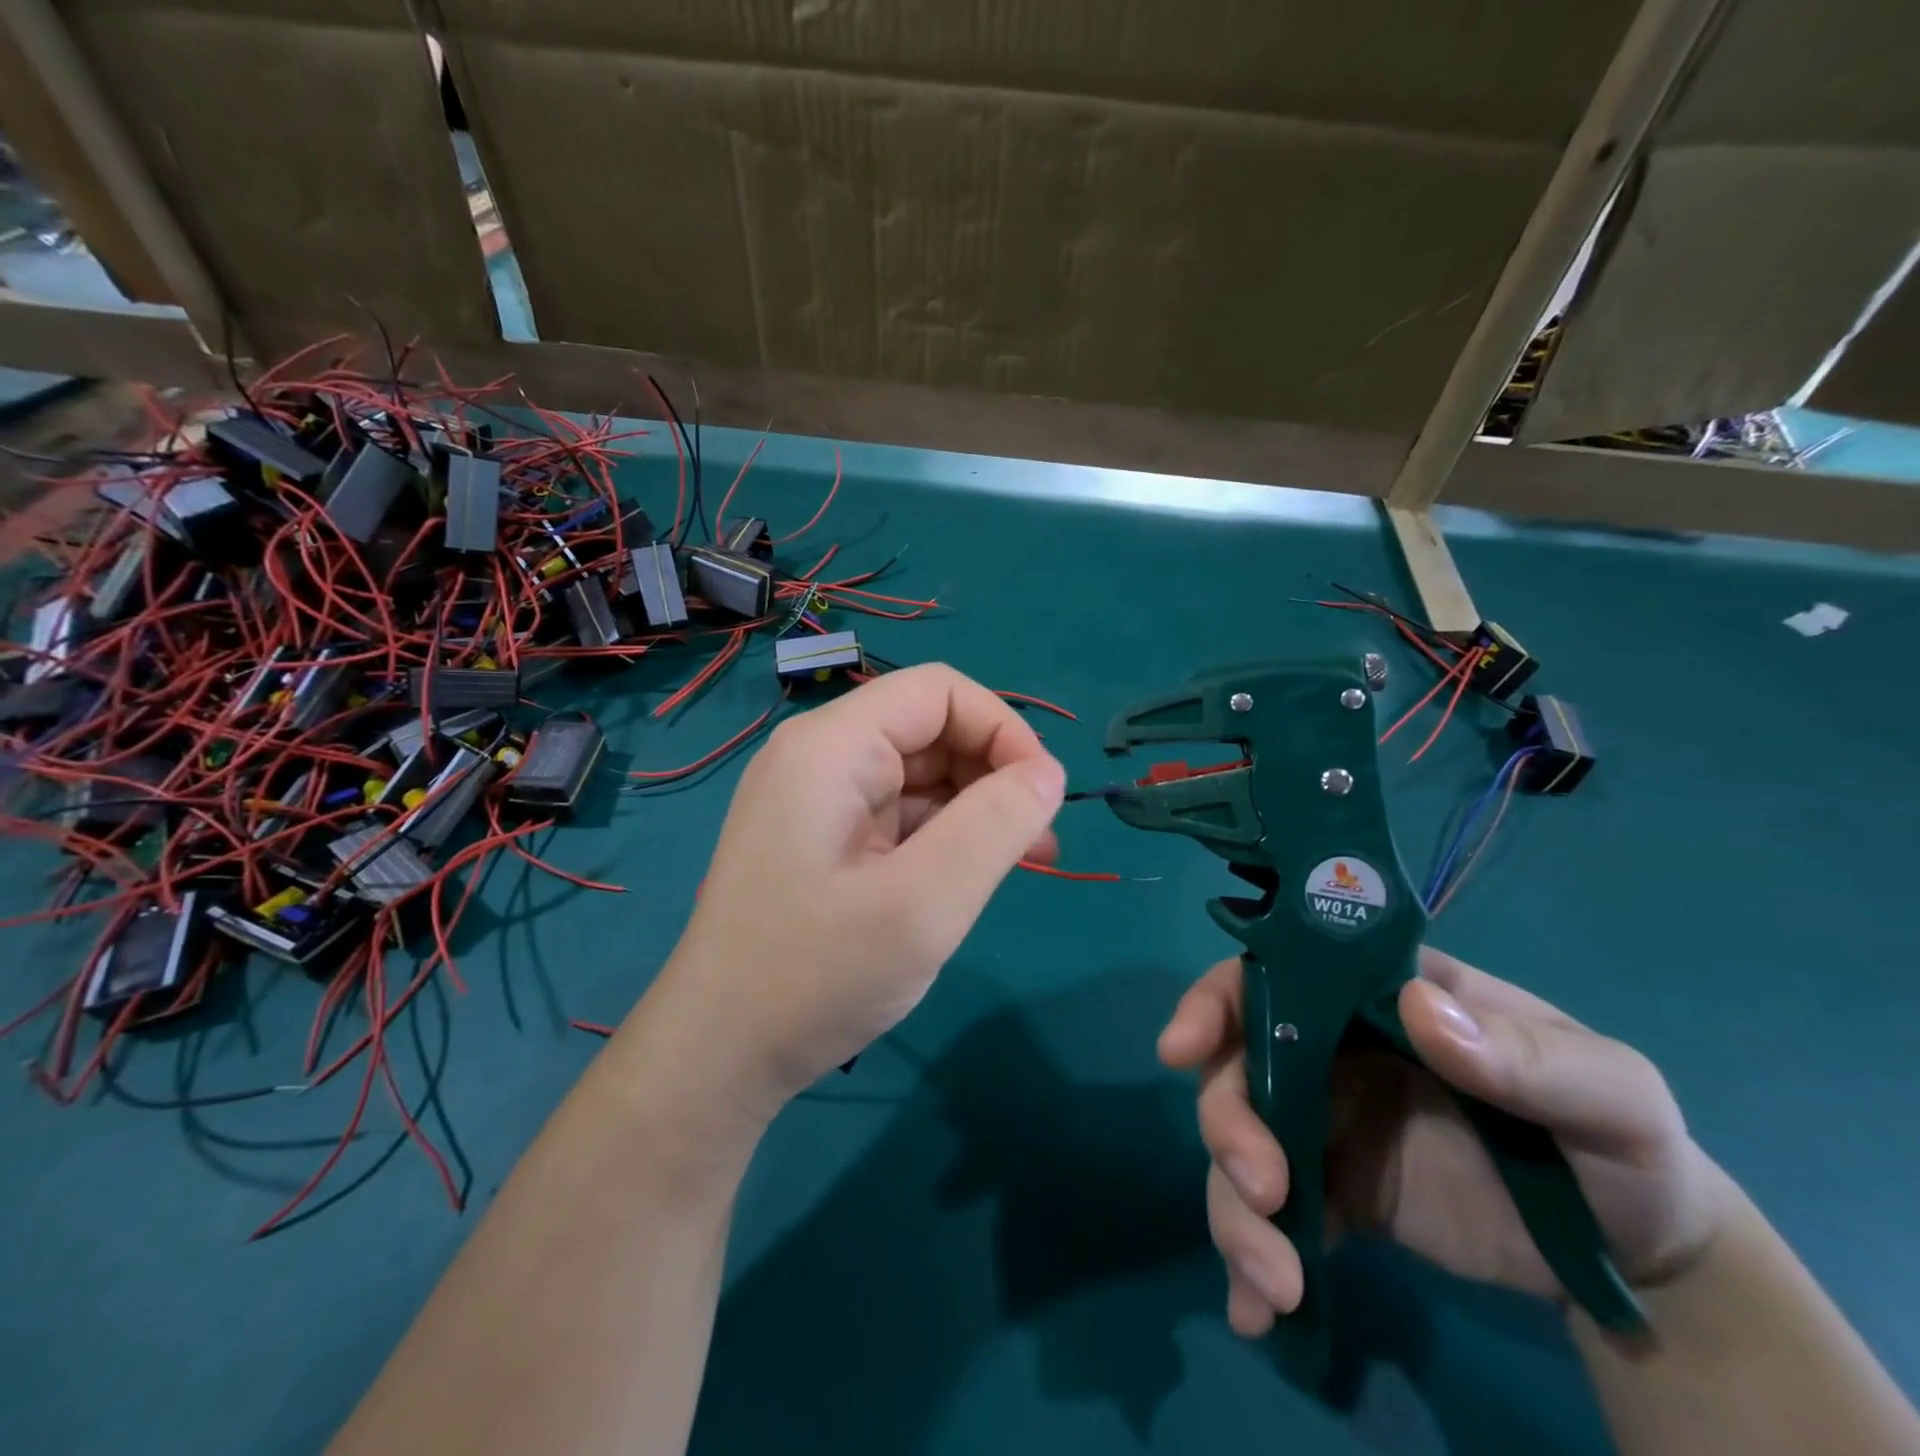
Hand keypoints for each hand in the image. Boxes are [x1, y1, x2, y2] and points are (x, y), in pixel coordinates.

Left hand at [649, 664, 1063, 1119]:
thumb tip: (1047, 773)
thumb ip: (996, 825)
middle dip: (993, 773)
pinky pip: (899, 814)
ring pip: (920, 774)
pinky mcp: (822, 839)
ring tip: (1023, 862)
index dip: (1002, 728)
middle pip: (930, 729)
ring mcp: (818, 800)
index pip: (938, 691)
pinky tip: (969, 877)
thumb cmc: (814, 977)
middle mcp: (820, 757)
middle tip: (1039, 842)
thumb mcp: (924, 904)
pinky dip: (944, 836)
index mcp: (831, 747)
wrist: (716, 1057)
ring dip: (976, 808)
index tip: (1042, 795)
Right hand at [1159, 946, 1732, 1336]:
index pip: (1277, 974)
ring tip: (1277, 1285)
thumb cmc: (1623, 1148)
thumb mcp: (1610, 1094)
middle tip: (1263, 1194)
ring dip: (1234, 1208)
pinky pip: (1273, 1216)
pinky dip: (1254, 1261)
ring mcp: (1330, 1123)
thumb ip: (1528, 1053)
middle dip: (1230, 1124)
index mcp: (1381, 1000)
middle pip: (1242, 1066)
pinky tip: (1261, 1315)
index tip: (1184, 1049)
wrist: (1644, 1263)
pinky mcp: (1337, 1194)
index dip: (1217, 1000)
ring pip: (1243, 1143)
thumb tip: (1417, 1008)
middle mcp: (1336, 1050)